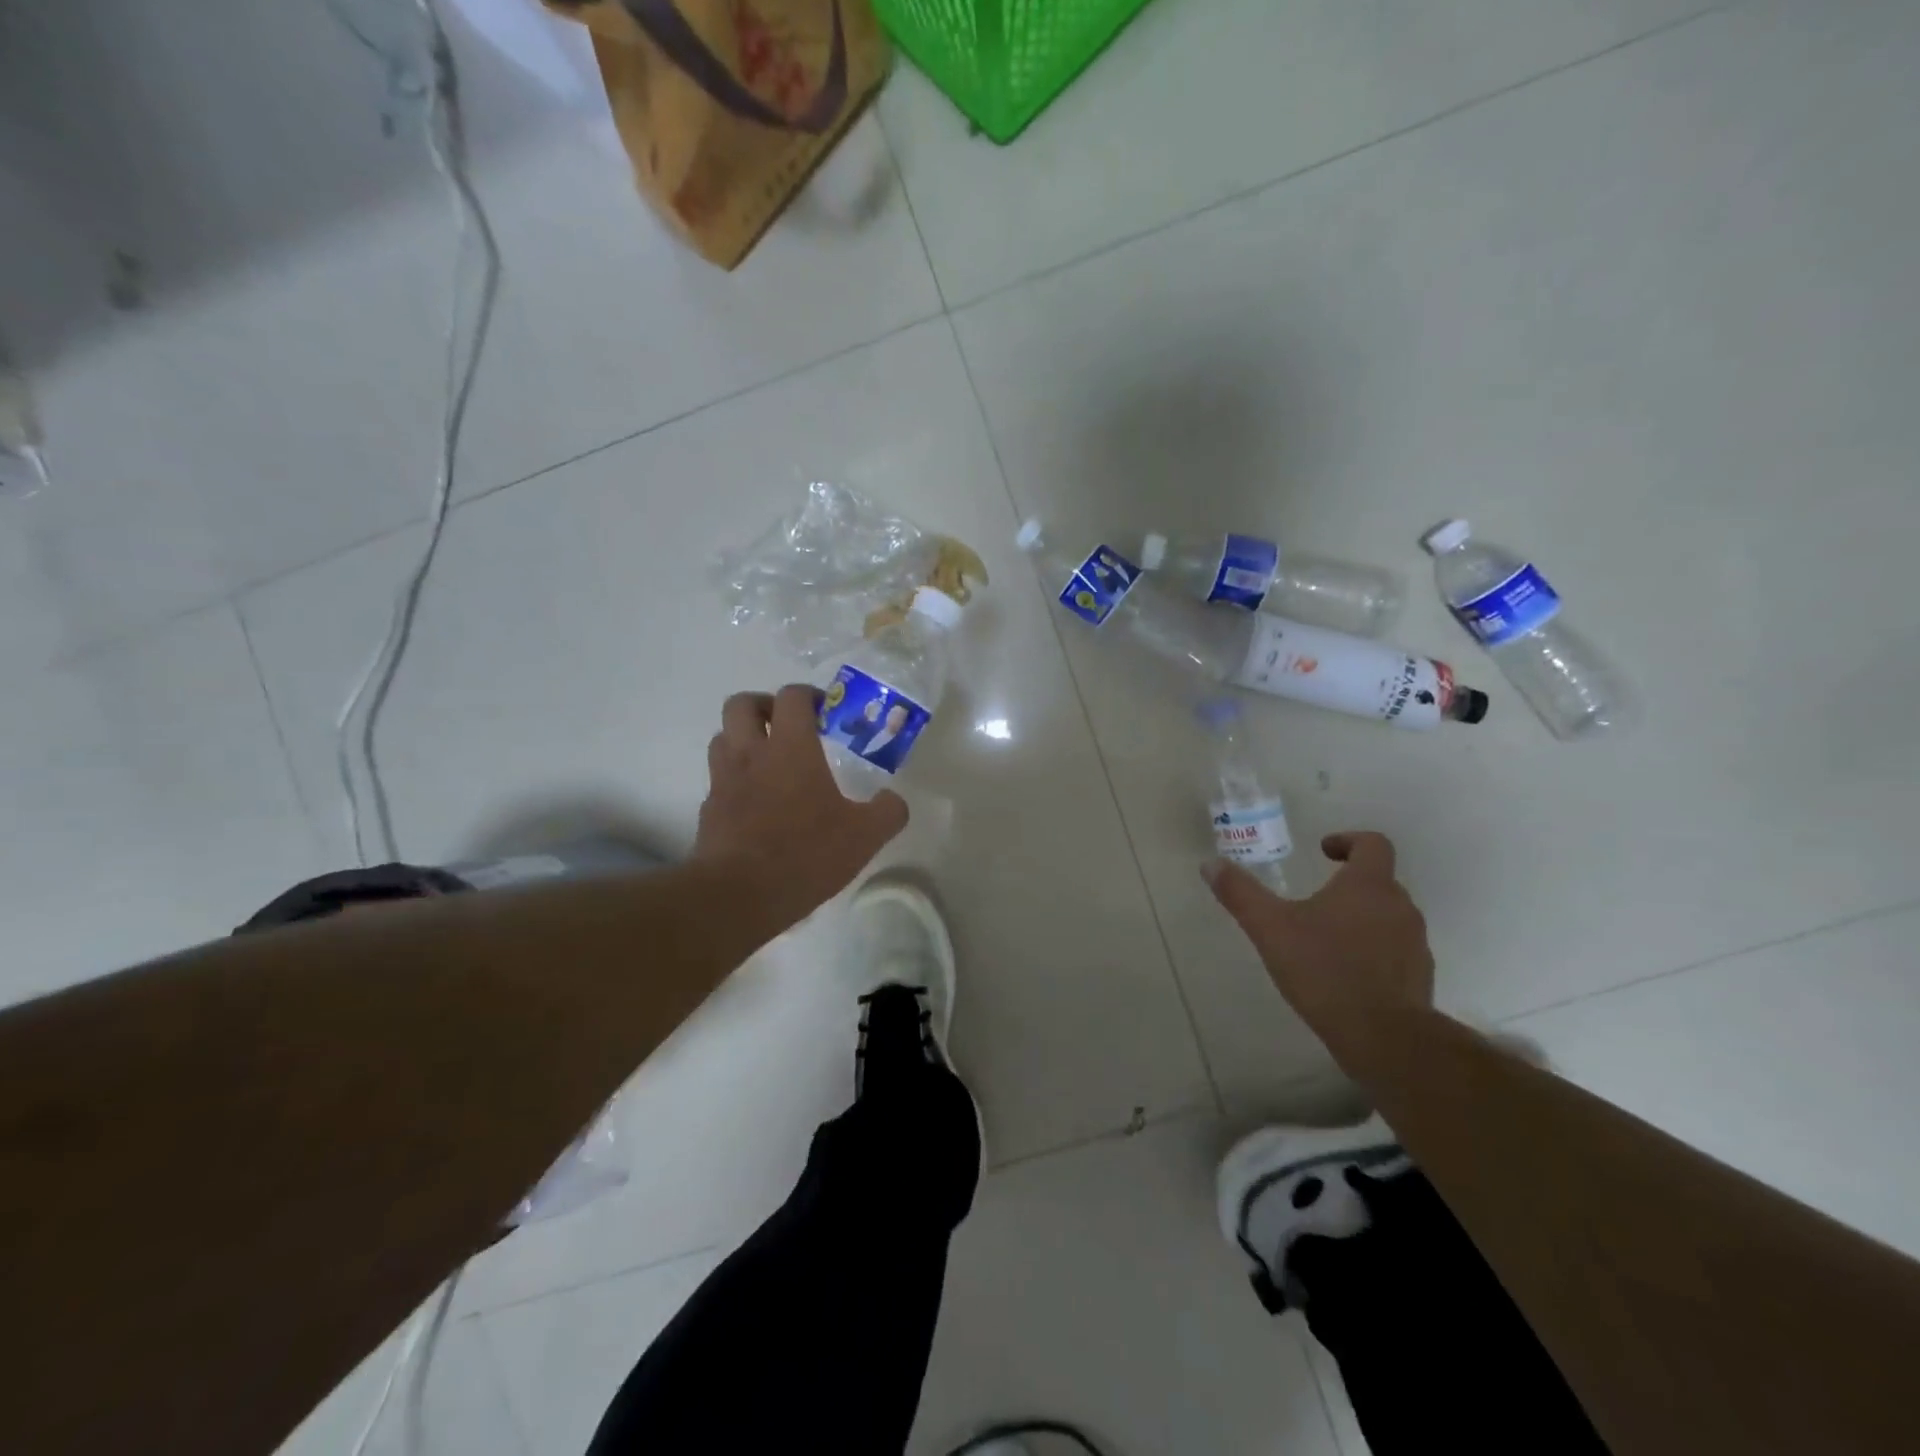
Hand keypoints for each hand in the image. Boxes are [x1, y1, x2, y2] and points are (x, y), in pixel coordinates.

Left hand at [693, 684, 907, 929]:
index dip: (808, 695)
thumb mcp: (865, 836)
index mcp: (790, 748)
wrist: (739, 894)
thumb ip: (887, 812)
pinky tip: (755, 804)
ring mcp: (723, 781)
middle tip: (786, 726)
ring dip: (742, 739)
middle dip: (763, 705)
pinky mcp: (708, 810)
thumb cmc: (805, 854)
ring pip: (722, 738)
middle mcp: (751, 754)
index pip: (791, 697)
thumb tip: (894, 800)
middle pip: (741, 704)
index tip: (825, 711)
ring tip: (768, 761)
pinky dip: (734, 780)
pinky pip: (718, 780)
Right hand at [1203, 832, 1434, 1057]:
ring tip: (1326, 938)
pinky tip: (1345, 973)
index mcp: (1369, 885)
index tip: (1324, 852)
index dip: (1348, 841)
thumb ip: (1240, 893)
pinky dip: (1374, 951)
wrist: (1383, 1036)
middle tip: (1316, 898)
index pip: (1373, 844)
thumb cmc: (1324, 969)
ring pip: (1389, 916)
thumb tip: (1210, 864)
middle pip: (1380, 881)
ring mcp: (1415, 943)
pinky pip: (1395, 950)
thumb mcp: (1270, 928)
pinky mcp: (1419, 977)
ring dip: (1362, 918)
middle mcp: (1400, 906)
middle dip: (1349, 884)